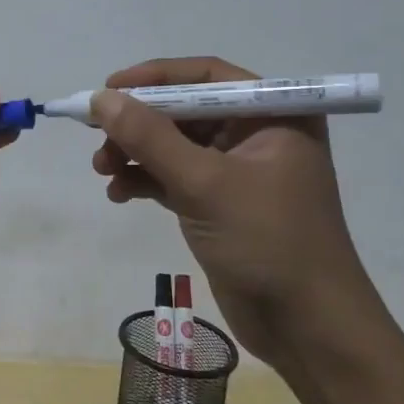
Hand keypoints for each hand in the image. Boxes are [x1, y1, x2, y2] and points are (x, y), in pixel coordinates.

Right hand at [89, 57, 372, 367]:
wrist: (308, 327)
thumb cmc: (268, 241)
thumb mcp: (204, 183)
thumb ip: (150, 138)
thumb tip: (102, 98)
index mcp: (272, 115)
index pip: (205, 76)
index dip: (153, 78)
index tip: (107, 89)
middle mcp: (256, 134)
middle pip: (183, 111)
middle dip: (138, 124)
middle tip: (96, 136)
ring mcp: (238, 171)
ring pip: (174, 146)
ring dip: (135, 153)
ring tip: (103, 171)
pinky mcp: (220, 204)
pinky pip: (174, 177)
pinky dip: (145, 180)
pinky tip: (119, 194)